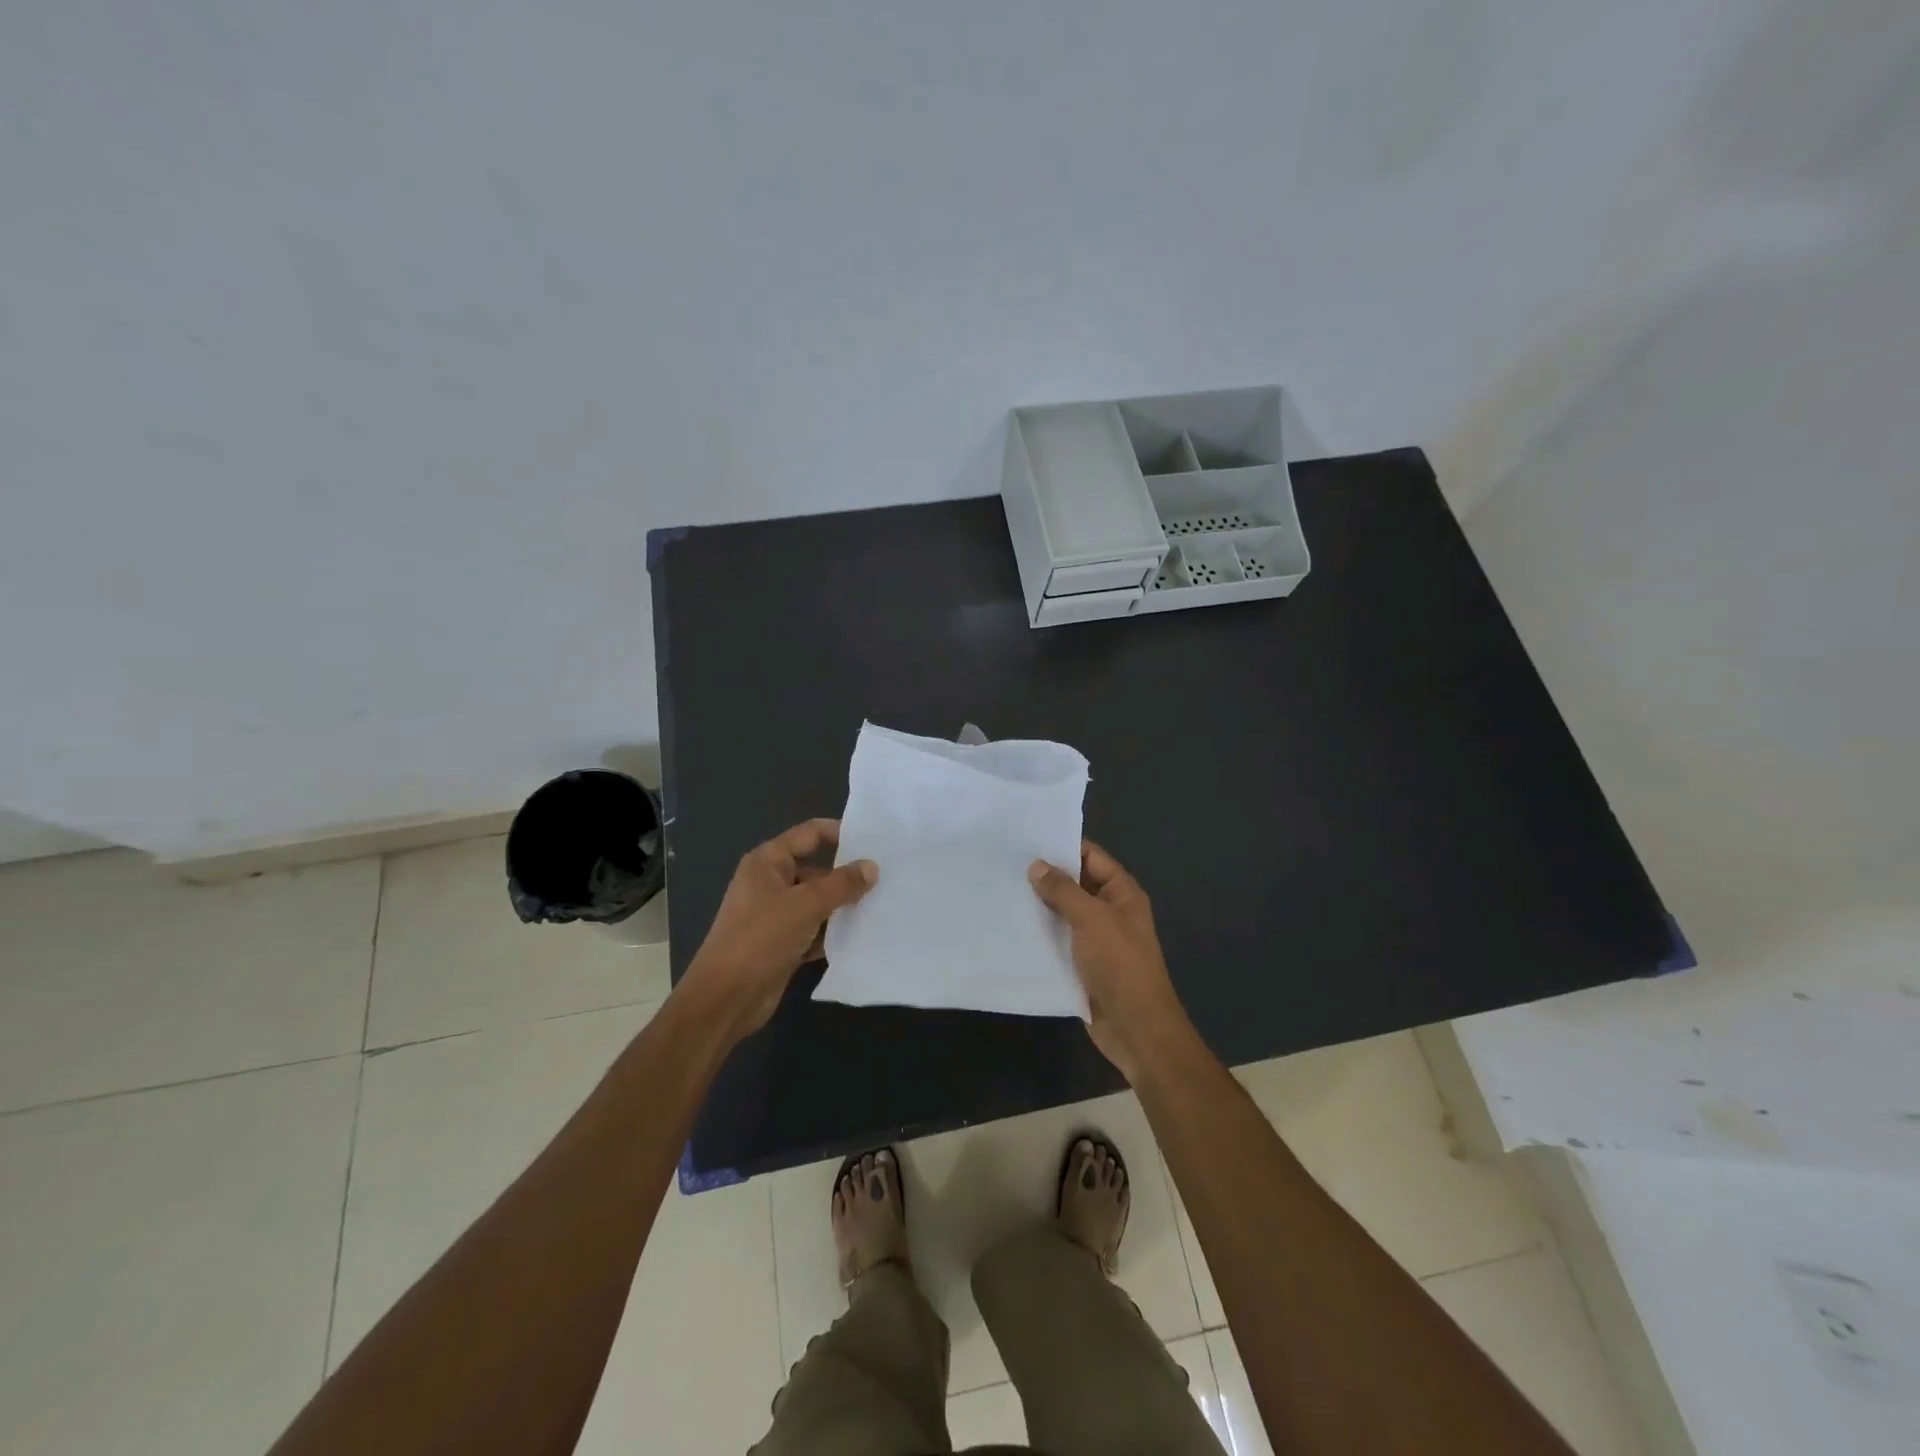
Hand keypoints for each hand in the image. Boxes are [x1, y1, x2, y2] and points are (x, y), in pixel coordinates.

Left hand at [684, 818, 877, 1038]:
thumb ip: (841, 884)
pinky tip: (863, 936)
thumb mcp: (804, 905)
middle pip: (818, 869)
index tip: (877, 841)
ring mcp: (777, 914)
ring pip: (819, 902)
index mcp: (769, 862)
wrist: (725, 999)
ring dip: (844, 907)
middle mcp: (772, 882)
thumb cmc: (760, 939)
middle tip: (888, 879)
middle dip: (849, 876)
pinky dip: (834, 932)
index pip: (811, 834)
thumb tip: (872, 867)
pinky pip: (816, 929)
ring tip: (884, 906)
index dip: (842, 833)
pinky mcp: (784, 943)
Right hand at [1028, 840, 1188, 1079]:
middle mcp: (1109, 911)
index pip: (1091, 857)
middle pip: (1075, 884)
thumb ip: (1063, 891)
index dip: (1063, 846)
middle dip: (1045, 876)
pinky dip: (1039, 934)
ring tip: (1001, 889)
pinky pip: (1057, 940)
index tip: (1027, 838)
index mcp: (1122, 893)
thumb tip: (1037, 865)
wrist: (1135, 1028)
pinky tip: (1010, 926)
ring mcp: (1095, 939)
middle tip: (1005, 863)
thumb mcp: (1092, 920)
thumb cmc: (1120, 965)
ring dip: (1038, 906)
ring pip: (1063, 913)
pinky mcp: (1081, 964)